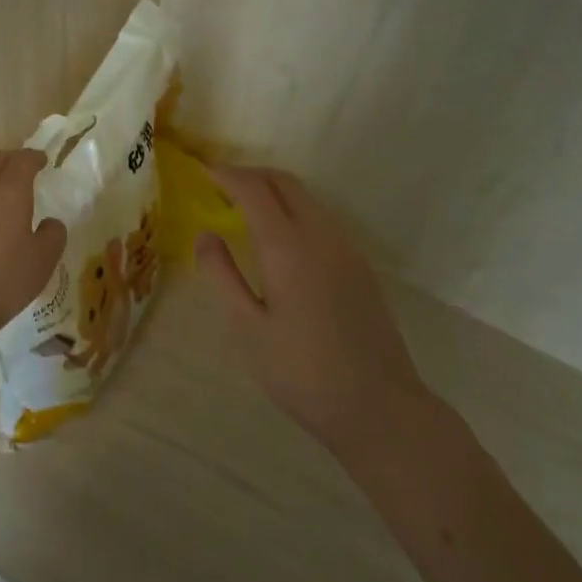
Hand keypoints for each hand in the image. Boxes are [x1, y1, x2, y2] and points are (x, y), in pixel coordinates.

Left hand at [0, 147, 65, 369]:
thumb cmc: (4, 277)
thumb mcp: (43, 260)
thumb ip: (53, 234)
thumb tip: (49, 222)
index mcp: (9, 190)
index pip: (23, 160)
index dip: (34, 157)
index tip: (43, 159)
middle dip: (11, 159)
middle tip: (24, 168)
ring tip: (5, 193)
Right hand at [199, 164, 428, 455]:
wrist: (379, 408)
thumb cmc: (302, 372)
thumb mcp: (248, 328)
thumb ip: (223, 275)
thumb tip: (206, 234)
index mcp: (288, 247)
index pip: (254, 189)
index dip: (226, 175)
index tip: (202, 173)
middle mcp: (321, 235)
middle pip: (284, 182)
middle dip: (250, 174)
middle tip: (220, 186)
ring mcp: (346, 248)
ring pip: (307, 198)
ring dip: (273, 190)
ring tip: (243, 208)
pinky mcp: (360, 265)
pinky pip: (321, 218)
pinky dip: (293, 209)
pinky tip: (279, 238)